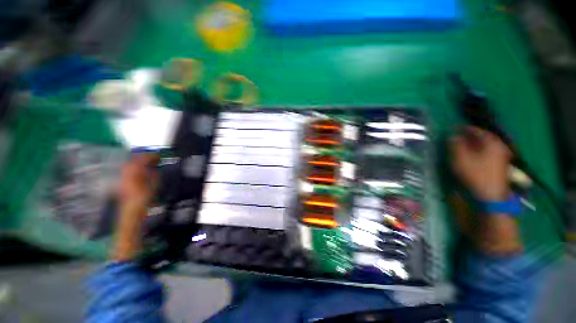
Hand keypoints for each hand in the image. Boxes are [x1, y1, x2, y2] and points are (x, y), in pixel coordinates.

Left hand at [113, 154, 158, 260]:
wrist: (130, 218)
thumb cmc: (143, 204)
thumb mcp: (152, 189)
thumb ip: (153, 177)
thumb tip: (154, 169)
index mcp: (133, 177)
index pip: (140, 162)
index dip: (149, 157)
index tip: (158, 155)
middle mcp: (125, 178)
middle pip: (131, 163)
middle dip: (142, 158)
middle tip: (153, 158)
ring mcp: (122, 183)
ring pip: (128, 168)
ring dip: (138, 164)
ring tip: (148, 163)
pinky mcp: (122, 188)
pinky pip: (127, 175)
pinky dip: (135, 171)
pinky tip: (141, 173)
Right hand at [451, 126, 511, 200]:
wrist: (490, 195)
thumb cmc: (474, 174)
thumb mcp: (460, 158)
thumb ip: (455, 144)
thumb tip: (452, 135)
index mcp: (491, 142)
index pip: (476, 130)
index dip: (464, 128)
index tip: (453, 128)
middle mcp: (499, 146)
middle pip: (483, 137)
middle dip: (470, 136)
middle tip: (457, 136)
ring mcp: (502, 155)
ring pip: (486, 145)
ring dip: (474, 143)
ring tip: (463, 144)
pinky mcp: (500, 164)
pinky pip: (488, 151)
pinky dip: (479, 150)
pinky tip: (472, 154)